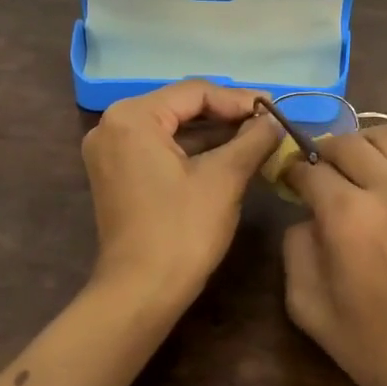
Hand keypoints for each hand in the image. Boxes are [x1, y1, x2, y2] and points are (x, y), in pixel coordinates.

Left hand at [81, 80, 281, 311]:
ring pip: (171, 128)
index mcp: (132, 117)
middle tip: (268, 122)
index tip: (275, 110)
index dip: (239, 100)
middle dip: (226, 115)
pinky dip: (192, 151)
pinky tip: (228, 155)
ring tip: (256, 138)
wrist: (140, 293)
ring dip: (212, 133)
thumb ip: (252, 140)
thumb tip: (275, 120)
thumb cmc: (182, 230)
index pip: (194, 92)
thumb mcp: (224, 179)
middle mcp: (112, 125)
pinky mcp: (116, 174)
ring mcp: (110, 151)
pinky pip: (159, 148)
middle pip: (180, 107)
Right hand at [283, 124, 386, 385]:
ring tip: (356, 173)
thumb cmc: (382, 353)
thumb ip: (296, 250)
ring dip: (361, 147)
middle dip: (322, 153)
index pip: (309, 168)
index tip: (287, 181)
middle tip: (317, 176)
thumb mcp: (311, 311)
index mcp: (348, 216)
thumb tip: (307, 218)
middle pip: (347, 142)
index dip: (291, 171)